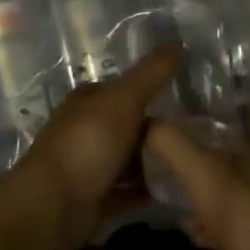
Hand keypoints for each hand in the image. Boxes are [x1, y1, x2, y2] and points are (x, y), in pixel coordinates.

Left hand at [21, 46, 182, 238]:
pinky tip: (171, 189)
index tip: (180, 97)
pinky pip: (126, 190)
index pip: (118, 89)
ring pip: (126, 158)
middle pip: (125, 125)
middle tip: (193, 132)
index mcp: (85, 102)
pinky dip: (145, 190)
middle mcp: (82, 131)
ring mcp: (86, 167)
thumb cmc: (88, 143)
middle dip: (154, 129)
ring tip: (188, 160)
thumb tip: (177, 43)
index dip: (146, 89)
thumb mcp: (124, 100)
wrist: (55, 205)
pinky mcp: (93, 199)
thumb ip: (151, 74)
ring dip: (151, 161)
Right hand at [143, 118, 249, 249]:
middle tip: (180, 179)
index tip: (179, 135)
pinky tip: (210, 239)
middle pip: (243, 151)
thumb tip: (150, 122)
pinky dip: (236, 220)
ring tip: (188, 214)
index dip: (206, 121)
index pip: (238, 112)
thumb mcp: (204, 178)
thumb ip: (173, 145)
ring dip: (220, 197)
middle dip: (210, 165)